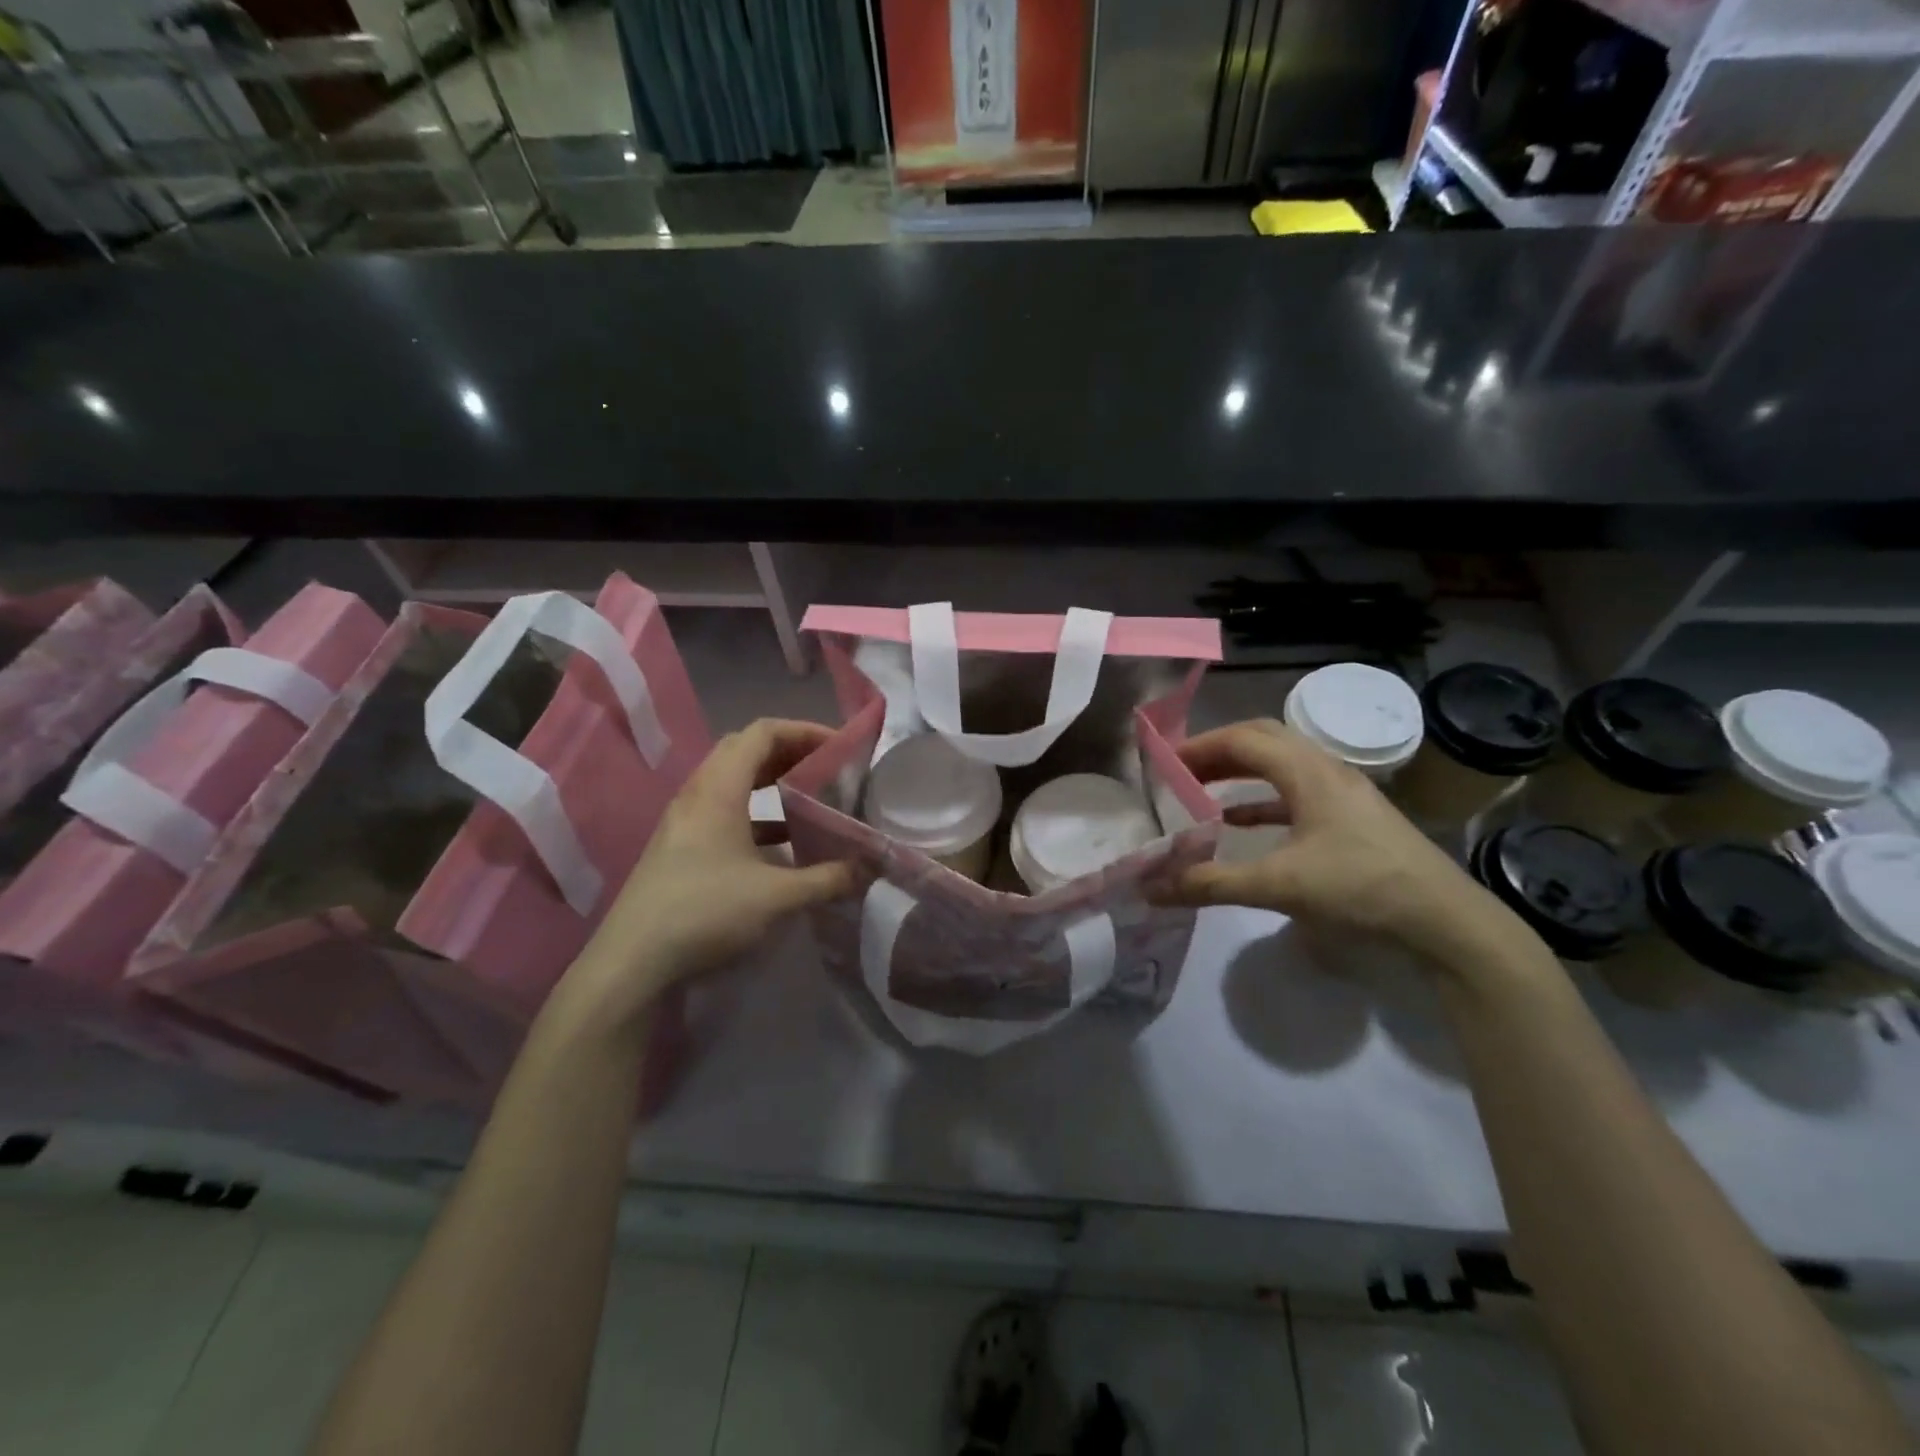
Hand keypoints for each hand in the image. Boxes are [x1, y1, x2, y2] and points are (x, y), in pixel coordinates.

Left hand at [557, 719, 856, 1029]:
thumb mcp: (776, 897)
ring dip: (773, 782)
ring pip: (733, 781)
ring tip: (811, 800)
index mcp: (719, 789)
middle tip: (828, 769)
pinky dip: (758, 812)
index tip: (840, 748)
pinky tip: (783, 842)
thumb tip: (868, 869)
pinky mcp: (681, 846)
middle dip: (790, 752)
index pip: (762, 733)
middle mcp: (699, 794)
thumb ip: (827, 879)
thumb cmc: (705, 913)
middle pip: (746, 750)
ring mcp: (685, 820)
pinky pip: (725, 810)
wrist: (632, 962)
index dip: (804, 731)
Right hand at [1151, 720, 1523, 969]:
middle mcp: (1326, 770)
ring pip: (1281, 764)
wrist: (1445, 922)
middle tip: (1179, 771)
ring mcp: (1343, 793)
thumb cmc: (1360, 889)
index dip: (1199, 746)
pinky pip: (1295, 792)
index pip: (1243, 739)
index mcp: (1308, 772)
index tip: (1163, 764)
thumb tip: (1150, 888)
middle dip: (1217, 750)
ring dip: (1240, 770)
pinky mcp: (1351, 818)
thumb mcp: (1279, 887)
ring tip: (1201, 788)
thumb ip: (1211, 884)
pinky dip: (1261, 799)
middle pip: (1263, 740)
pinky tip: (1240, 821)